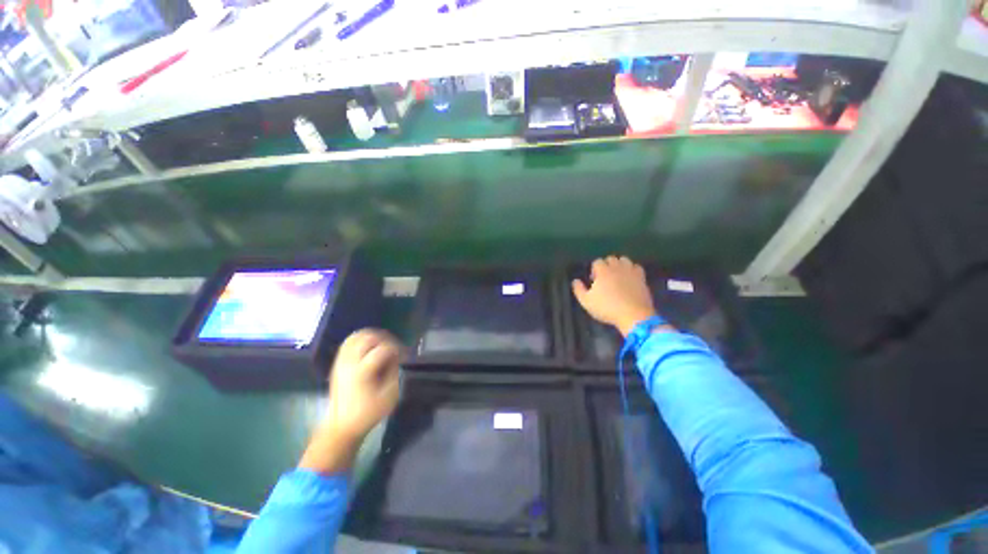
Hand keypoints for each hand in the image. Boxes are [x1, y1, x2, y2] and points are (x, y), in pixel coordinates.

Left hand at [299, 329, 403, 473]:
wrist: (341, 426)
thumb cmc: (368, 413)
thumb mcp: (389, 396)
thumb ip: (395, 372)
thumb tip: (397, 357)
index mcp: (362, 372)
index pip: (382, 349)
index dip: (397, 349)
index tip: (405, 356)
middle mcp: (349, 363)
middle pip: (368, 338)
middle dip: (386, 339)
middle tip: (395, 348)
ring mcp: (341, 361)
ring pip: (357, 336)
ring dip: (374, 336)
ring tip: (384, 344)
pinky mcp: (338, 362)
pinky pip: (349, 341)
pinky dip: (362, 338)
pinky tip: (371, 346)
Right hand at [572, 256, 658, 336]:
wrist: (633, 315)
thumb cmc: (607, 308)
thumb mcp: (586, 302)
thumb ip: (579, 289)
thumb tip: (575, 280)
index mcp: (602, 271)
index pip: (597, 261)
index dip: (594, 270)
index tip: (594, 281)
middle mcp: (616, 267)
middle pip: (610, 258)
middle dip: (606, 265)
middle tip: (605, 278)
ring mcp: (630, 271)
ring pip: (624, 260)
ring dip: (619, 265)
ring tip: (617, 276)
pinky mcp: (642, 277)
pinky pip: (636, 267)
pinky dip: (632, 270)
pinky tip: (630, 278)